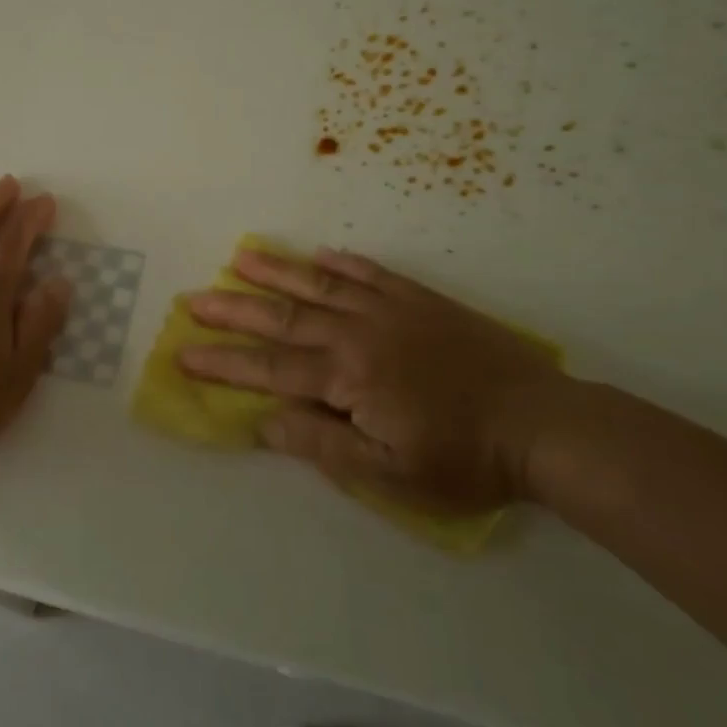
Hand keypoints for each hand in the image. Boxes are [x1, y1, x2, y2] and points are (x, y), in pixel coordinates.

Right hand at [178, 248, 572, 513]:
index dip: (224, 362)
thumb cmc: (462, 459)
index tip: (184, 351)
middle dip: (234, 309)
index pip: (270, 368)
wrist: (542, 424)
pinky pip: (371, 273)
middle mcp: (358, 332)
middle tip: (194, 297)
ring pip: (320, 284)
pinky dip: (343, 262)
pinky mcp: (420, 299)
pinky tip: (321, 253)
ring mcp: (389, 309)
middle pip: (283, 318)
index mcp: (347, 377)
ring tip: (240, 256)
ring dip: (277, 270)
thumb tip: (263, 421)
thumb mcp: (388, 474)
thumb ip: (321, 444)